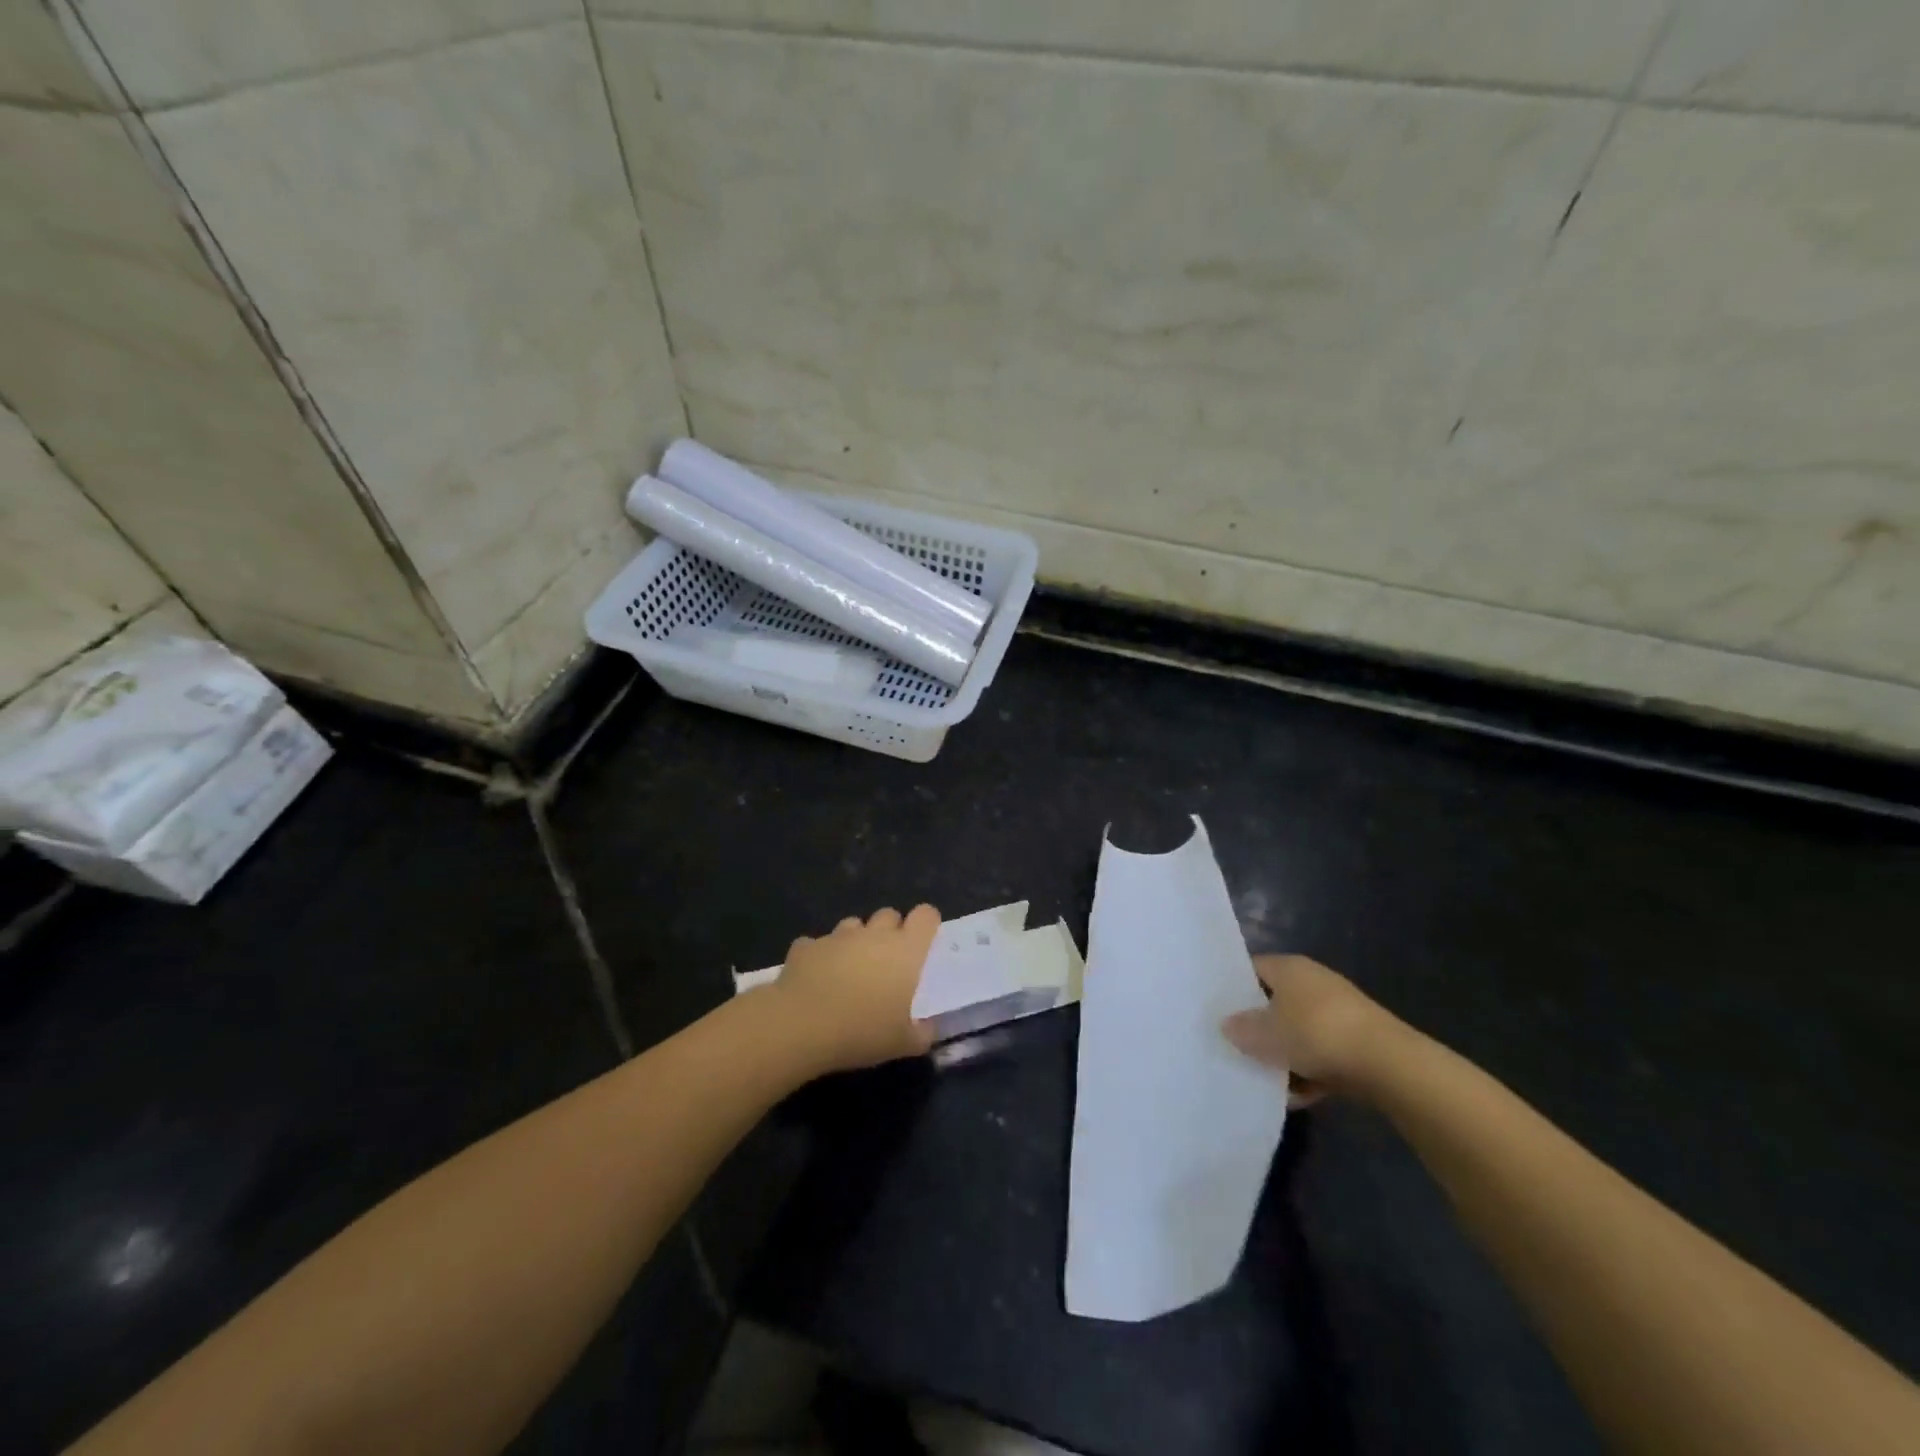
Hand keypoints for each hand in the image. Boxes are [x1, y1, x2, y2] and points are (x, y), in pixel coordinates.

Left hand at [770, 905, 940, 1072]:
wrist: (801, 1026)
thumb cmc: (862, 1031)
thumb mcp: (903, 1044)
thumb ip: (923, 1033)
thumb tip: (929, 1027)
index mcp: (905, 950)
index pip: (925, 915)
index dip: (926, 924)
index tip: (924, 943)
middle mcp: (873, 934)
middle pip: (889, 914)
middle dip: (890, 931)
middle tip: (887, 962)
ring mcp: (837, 936)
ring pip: (853, 924)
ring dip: (856, 941)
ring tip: (850, 970)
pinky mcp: (806, 946)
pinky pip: (818, 944)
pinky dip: (821, 956)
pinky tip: (816, 979)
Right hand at [1221, 954, 1399, 1101]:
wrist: (1387, 1063)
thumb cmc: (1316, 1033)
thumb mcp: (1266, 1033)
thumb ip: (1242, 1029)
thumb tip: (1227, 1025)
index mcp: (1289, 967)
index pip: (1252, 969)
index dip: (1233, 988)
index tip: (1216, 1012)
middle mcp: (1313, 981)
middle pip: (1275, 1002)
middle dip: (1258, 1027)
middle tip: (1235, 1048)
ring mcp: (1338, 1011)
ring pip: (1298, 1031)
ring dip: (1284, 1055)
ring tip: (1264, 1080)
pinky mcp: (1357, 1041)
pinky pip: (1322, 1053)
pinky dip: (1310, 1072)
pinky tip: (1297, 1097)